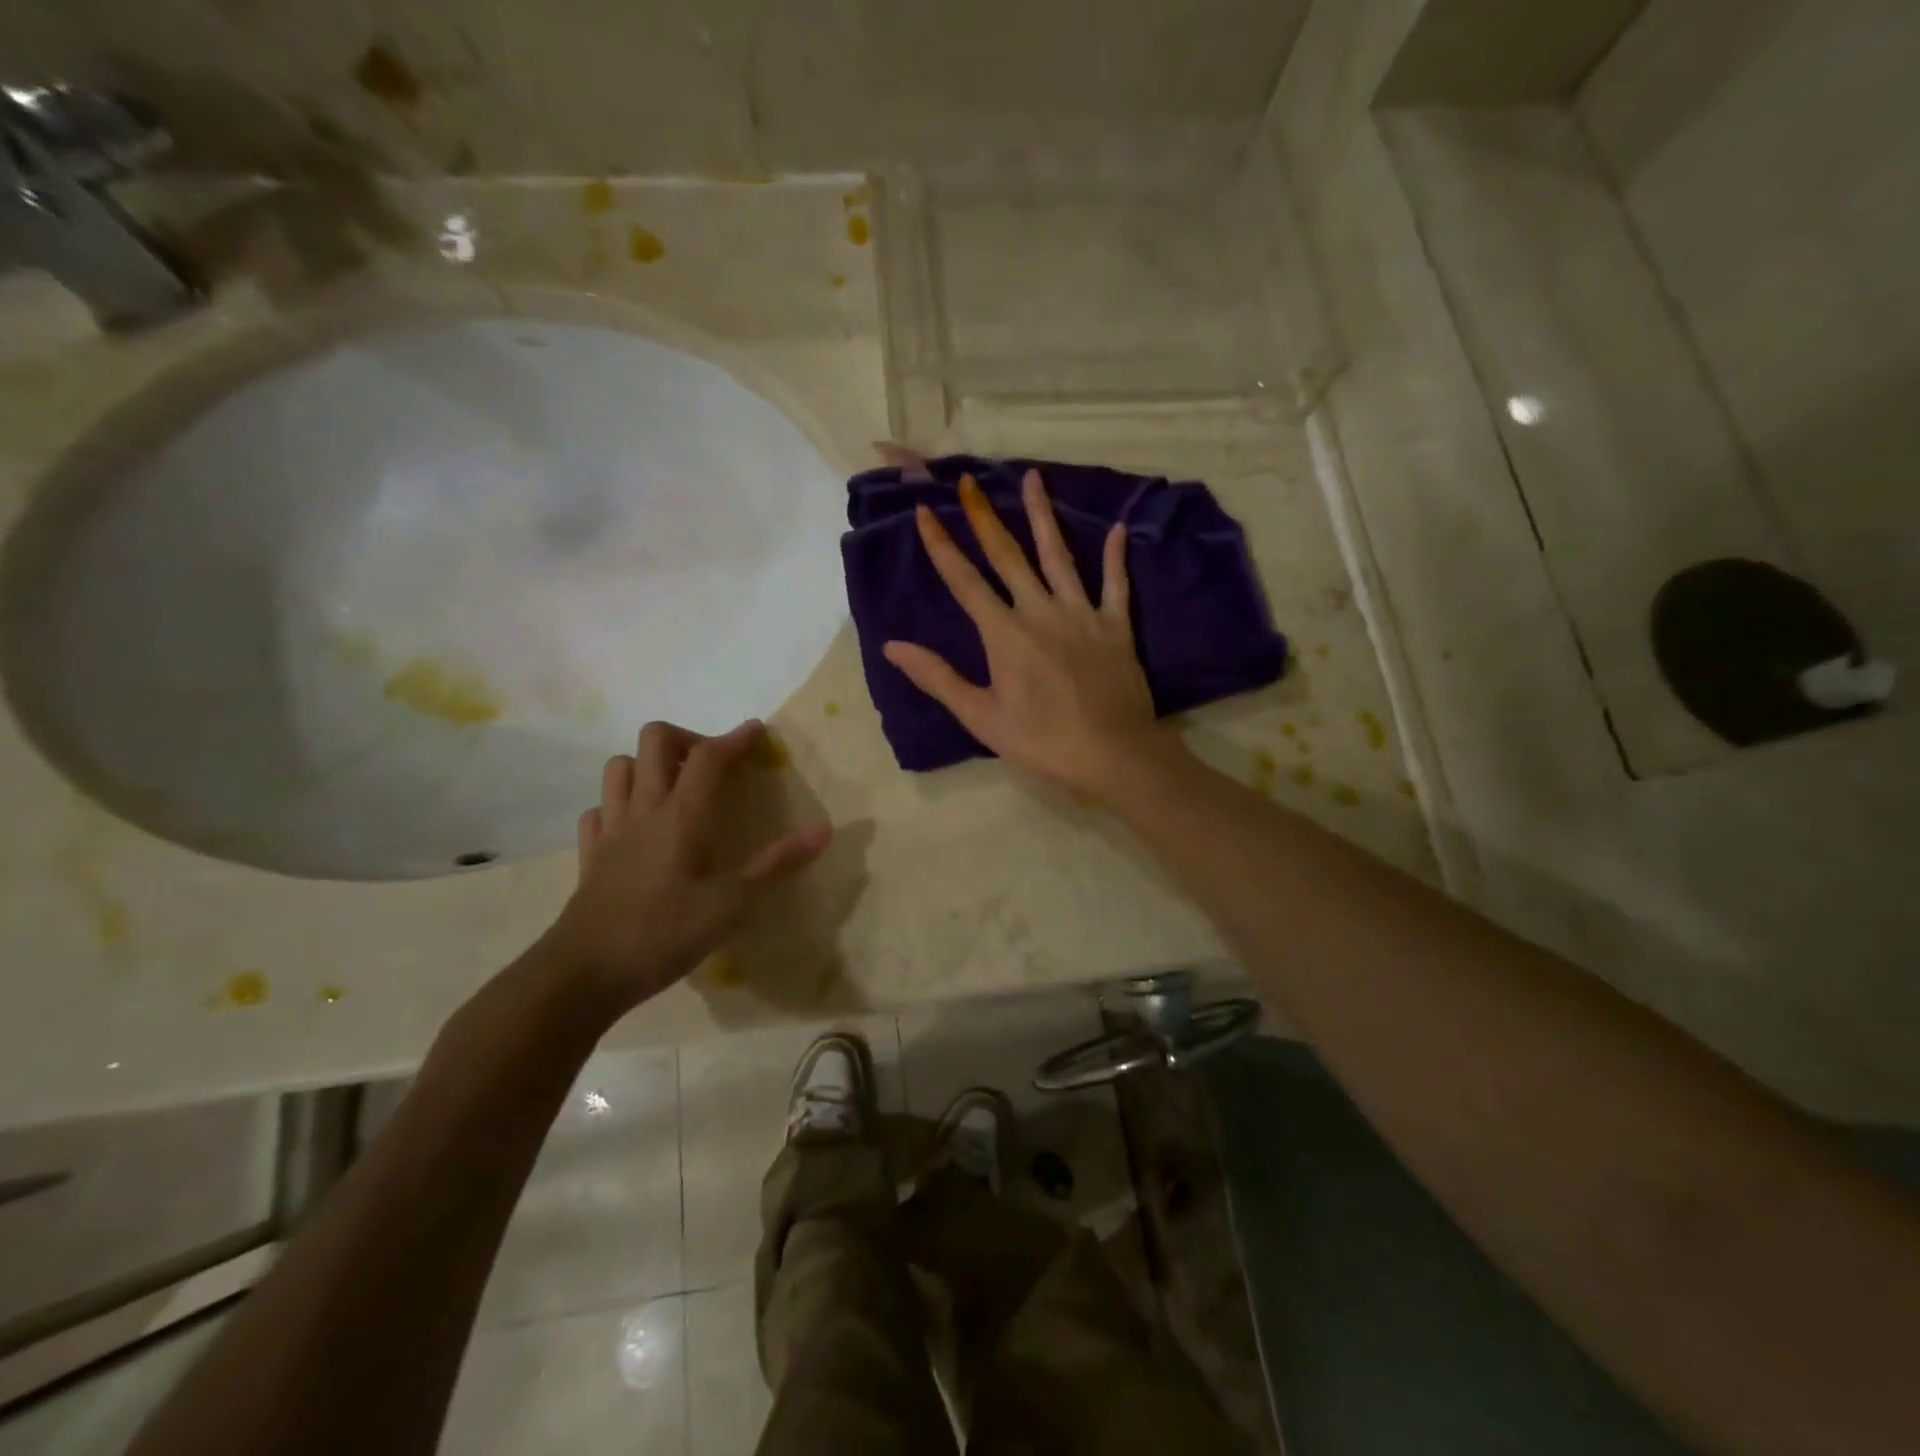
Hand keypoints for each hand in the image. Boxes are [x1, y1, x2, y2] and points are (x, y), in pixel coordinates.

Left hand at [542, 720, 830, 1008]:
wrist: (583, 974)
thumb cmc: (663, 934)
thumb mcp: (733, 905)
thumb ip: (777, 864)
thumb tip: (824, 830)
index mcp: (681, 816)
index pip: (708, 756)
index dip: (735, 738)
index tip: (757, 731)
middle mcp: (643, 810)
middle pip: (655, 741)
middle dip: (688, 738)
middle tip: (714, 764)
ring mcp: (611, 830)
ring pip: (619, 767)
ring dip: (648, 764)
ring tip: (675, 787)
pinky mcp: (591, 855)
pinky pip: (599, 809)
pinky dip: (618, 804)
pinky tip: (635, 825)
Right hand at [882, 469, 1167, 800]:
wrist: (1114, 755)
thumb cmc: (1043, 742)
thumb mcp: (982, 717)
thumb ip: (938, 678)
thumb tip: (892, 646)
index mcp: (1005, 634)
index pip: (965, 582)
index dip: (942, 546)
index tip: (925, 512)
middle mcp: (1041, 612)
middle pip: (1008, 557)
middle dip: (984, 517)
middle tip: (969, 482)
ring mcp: (1082, 615)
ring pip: (1059, 557)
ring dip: (1043, 517)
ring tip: (1034, 479)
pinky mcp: (1116, 627)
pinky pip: (1115, 584)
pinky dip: (1116, 557)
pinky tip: (1119, 528)